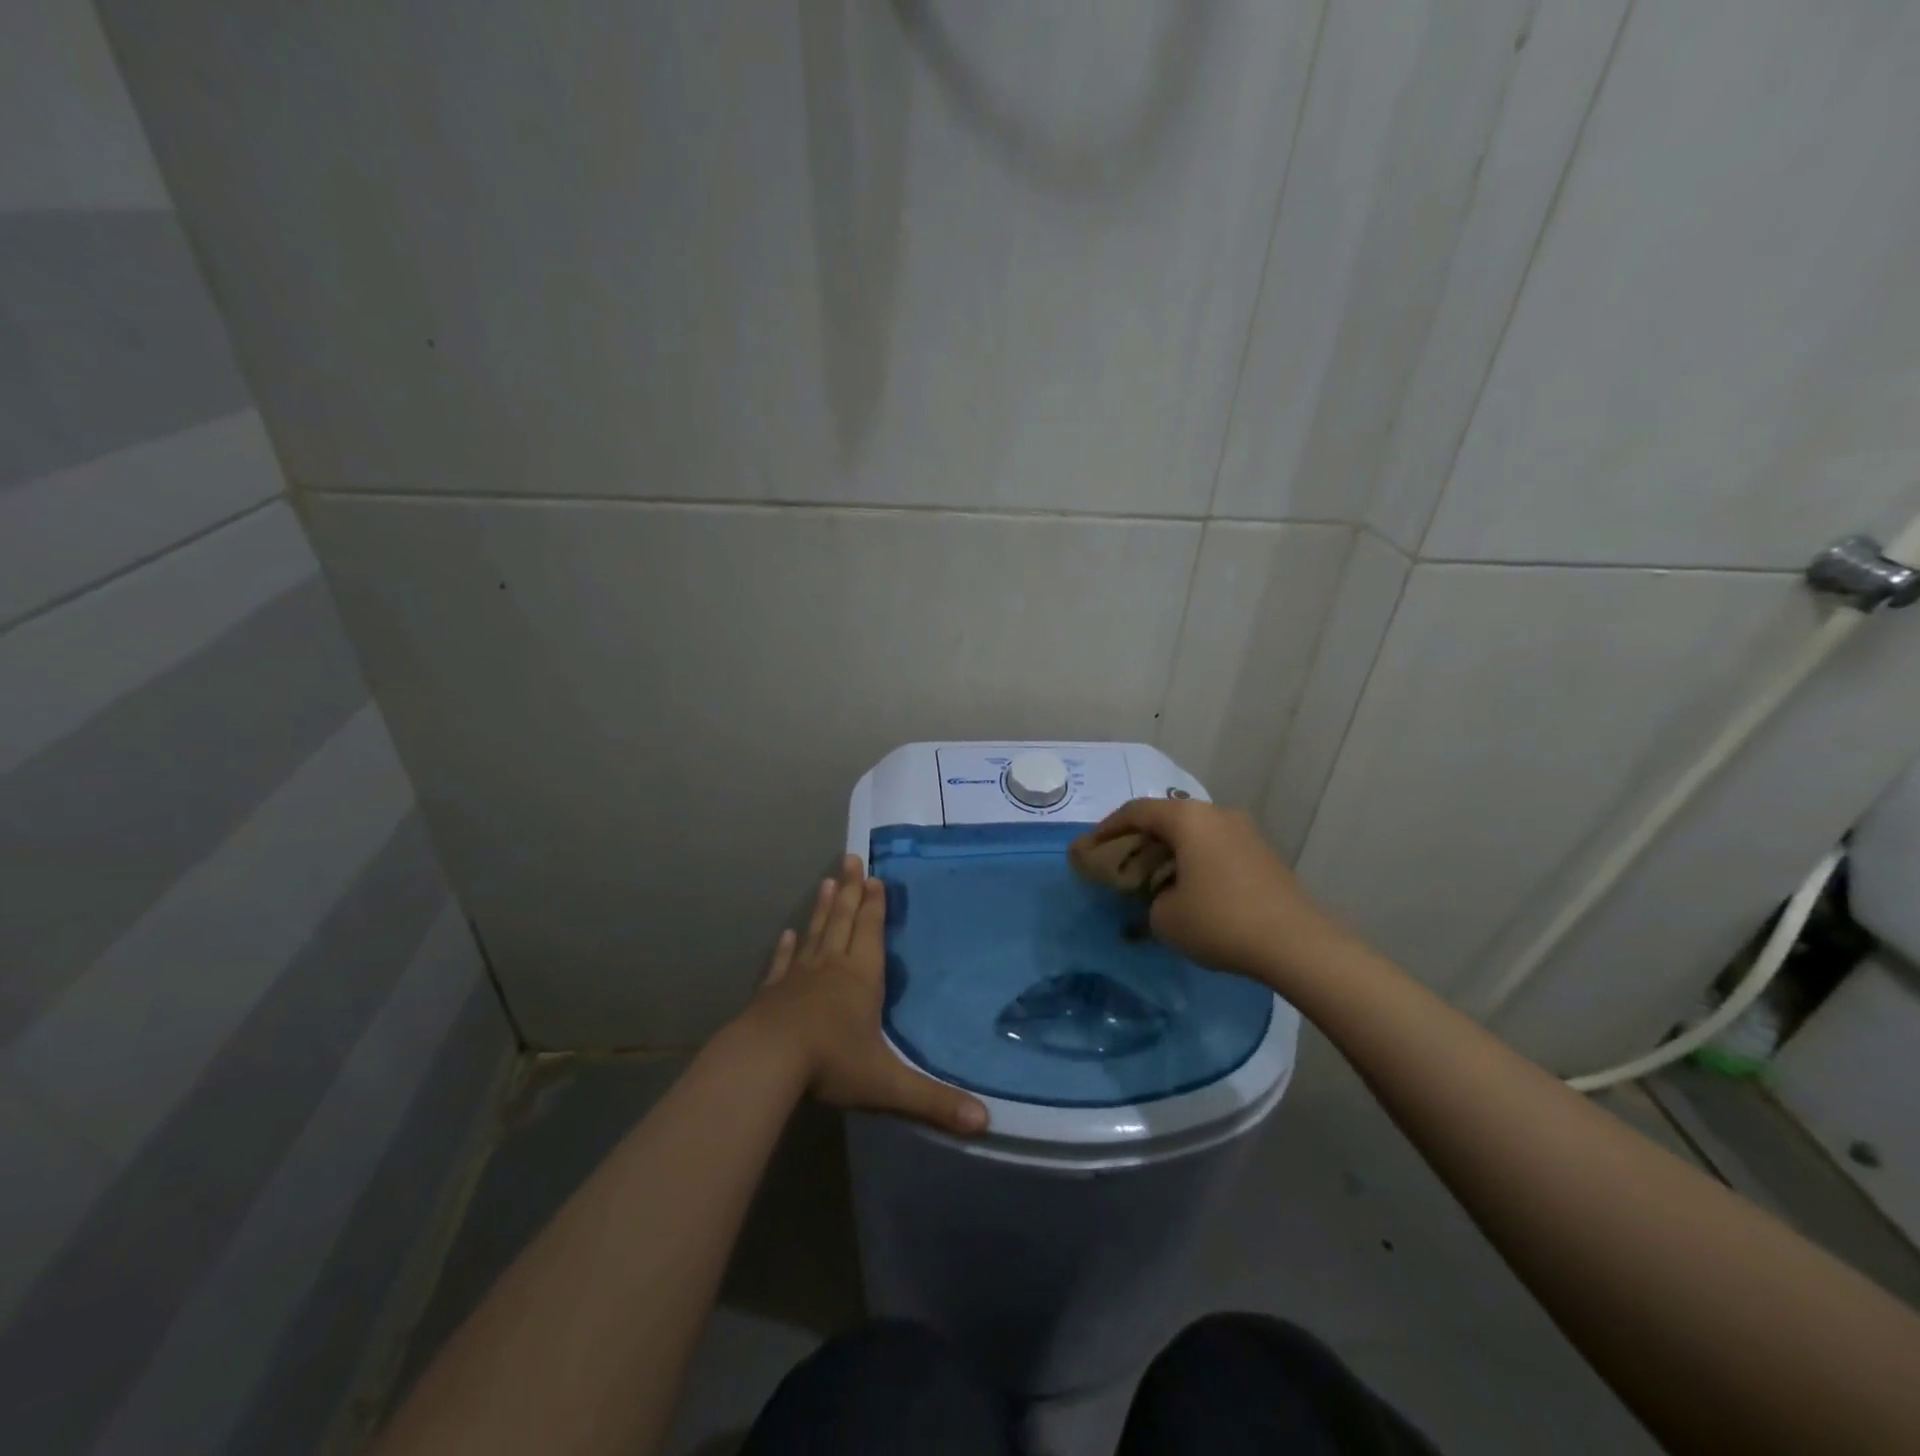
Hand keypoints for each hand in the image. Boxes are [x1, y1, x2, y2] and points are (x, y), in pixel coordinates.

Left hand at [739, 854, 988, 1135]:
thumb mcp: (887, 1084)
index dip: (875, 906)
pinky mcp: (771, 993)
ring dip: (822, 908)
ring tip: (827, 882)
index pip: (871, 933)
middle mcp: (831, 968)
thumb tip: (985, 1123)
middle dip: (851, 892)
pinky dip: (786, 948)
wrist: (766, 1062)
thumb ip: (933, 1101)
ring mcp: (798, 978)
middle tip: (849, 859)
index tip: (874, 877)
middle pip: (843, 921)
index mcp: (861, 978)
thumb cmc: (831, 1063)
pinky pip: (782, 964)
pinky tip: (787, 934)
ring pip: (815, 934)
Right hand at [1075, 799, 1344, 982]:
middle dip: (1138, 840)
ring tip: (1151, 878)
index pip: (1135, 811)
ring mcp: (1244, 832)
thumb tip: (1158, 900)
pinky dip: (1193, 860)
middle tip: (1119, 863)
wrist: (1297, 943)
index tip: (1090, 848)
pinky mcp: (1262, 854)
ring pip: (1193, 833)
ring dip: (1168, 851)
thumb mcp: (1165, 918)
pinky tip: (1186, 888)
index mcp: (1187, 819)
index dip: (1107, 829)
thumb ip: (1148, 902)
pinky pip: (1215, 847)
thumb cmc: (1220, 921)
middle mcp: (1216, 814)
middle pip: (1165, 818)